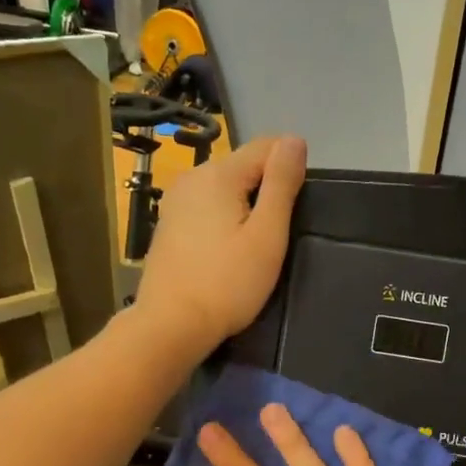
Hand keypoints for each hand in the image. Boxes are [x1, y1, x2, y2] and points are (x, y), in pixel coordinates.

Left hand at [137, 136, 304, 352]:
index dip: (289, 170)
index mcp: (218, 174)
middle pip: (244, 165)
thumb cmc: (227, 283)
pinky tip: (226, 250)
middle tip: (275, 235)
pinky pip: (207, 206)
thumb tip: (294, 140)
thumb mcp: (267, 235)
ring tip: (253, 245)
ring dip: (245, 205)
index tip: (296, 208)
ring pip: (225, 186)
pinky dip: (223, 218)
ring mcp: (175, 200)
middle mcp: (192, 177)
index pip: (267, 146)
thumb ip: (282, 184)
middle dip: (266, 189)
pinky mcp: (169, 223)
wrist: (170, 325)